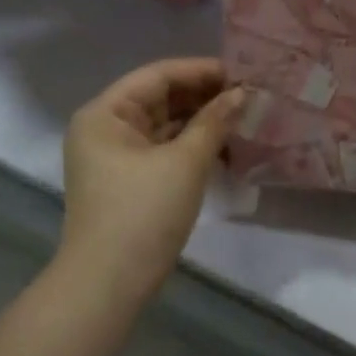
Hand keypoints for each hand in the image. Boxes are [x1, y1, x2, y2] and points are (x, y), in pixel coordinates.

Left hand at [58, 59, 244, 302]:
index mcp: (106, 114)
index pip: (158, 76)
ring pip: (165, 125)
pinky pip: (164, 150)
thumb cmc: (143, 213)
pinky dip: (192, 146)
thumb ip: (215, 121)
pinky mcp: (129, 181)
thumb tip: (242, 94)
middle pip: (160, 99)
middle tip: (250, 95)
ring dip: (202, 122)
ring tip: (244, 117)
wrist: (109, 284)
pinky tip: (226, 146)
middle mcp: (105, 128)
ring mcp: (115, 157)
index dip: (202, 71)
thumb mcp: (185, 162)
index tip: (243, 72)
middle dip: (205, 96)